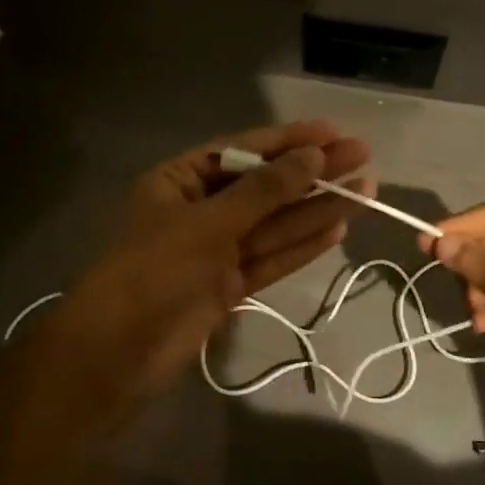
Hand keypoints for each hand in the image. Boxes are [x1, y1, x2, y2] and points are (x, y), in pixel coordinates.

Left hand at [54, 120, 372, 399]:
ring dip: (316, 208)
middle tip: (363, 156)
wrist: (118, 352)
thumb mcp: (209, 223)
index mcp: (180, 181)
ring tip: (366, 190)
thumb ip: (264, 190)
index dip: (289, 140)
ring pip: (274, 224)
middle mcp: (200, 210)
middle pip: (265, 186)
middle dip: (312, 172)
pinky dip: (302, 245)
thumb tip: (312, 156)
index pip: (242, 151)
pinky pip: (271, 257)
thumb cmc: (154, 271)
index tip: (333, 132)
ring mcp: (216, 250)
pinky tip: (337, 228)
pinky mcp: (229, 285)